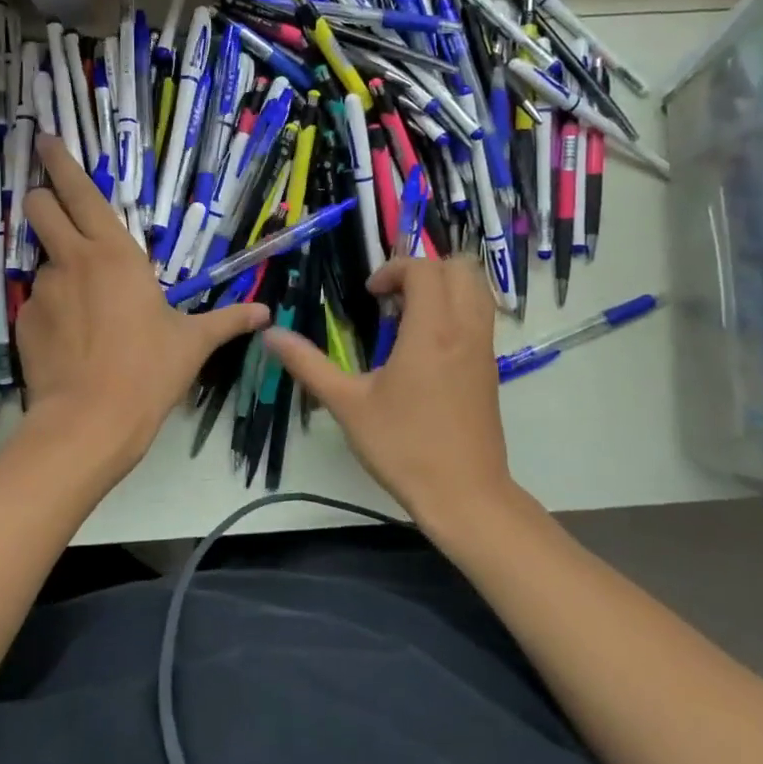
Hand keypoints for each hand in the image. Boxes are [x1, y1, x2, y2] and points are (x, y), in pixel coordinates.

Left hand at [17, 136, 267, 480]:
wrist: (90, 422)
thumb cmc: (148, 372)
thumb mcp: (192, 343)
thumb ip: (227, 321)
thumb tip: (266, 313)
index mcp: (115, 253)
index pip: (80, 192)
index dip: (61, 162)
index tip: (46, 139)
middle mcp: (73, 260)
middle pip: (39, 206)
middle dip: (42, 198)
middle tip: (54, 210)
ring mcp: (43, 289)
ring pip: (42, 258)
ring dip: (59, 268)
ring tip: (82, 309)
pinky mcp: (24, 320)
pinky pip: (38, 302)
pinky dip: (52, 311)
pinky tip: (70, 341)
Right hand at [263, 256, 513, 525]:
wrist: (464, 495)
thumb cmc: (403, 447)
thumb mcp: (347, 404)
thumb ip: (308, 364)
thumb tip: (271, 335)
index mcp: (431, 331)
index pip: (424, 269)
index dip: (394, 270)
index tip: (370, 296)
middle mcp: (465, 329)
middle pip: (460, 268)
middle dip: (423, 270)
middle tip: (392, 298)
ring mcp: (484, 349)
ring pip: (477, 290)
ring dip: (444, 287)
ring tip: (409, 316)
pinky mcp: (490, 368)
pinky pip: (481, 317)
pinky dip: (456, 310)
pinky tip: (425, 346)